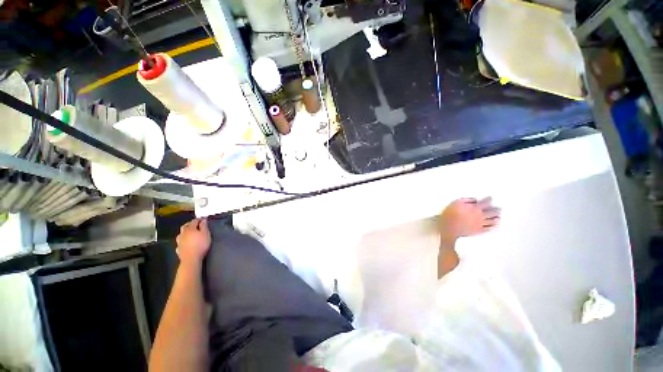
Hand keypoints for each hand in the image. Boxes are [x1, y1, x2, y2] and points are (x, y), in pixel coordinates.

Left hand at [176, 218, 210, 265]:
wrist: (191, 259)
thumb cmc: (200, 245)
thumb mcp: (206, 234)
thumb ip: (204, 226)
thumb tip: (203, 220)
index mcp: (190, 229)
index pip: (194, 221)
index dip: (199, 219)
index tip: (203, 218)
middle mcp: (183, 234)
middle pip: (185, 226)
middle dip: (190, 223)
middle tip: (195, 223)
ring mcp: (179, 241)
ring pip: (181, 234)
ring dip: (185, 232)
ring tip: (189, 232)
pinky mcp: (179, 249)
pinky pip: (180, 242)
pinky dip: (183, 240)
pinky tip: (185, 242)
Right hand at [438, 197, 500, 245]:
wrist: (449, 228)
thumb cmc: (450, 214)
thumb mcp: (456, 203)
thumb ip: (466, 200)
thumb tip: (475, 200)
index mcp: (475, 208)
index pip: (485, 202)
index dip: (489, 199)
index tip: (490, 198)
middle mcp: (480, 216)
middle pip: (492, 212)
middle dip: (496, 210)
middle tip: (499, 209)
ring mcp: (480, 224)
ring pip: (492, 221)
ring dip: (496, 218)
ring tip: (498, 217)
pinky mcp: (479, 231)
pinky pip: (489, 228)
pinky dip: (493, 226)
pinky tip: (493, 225)